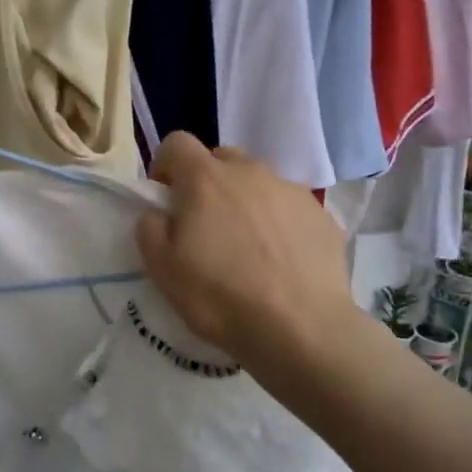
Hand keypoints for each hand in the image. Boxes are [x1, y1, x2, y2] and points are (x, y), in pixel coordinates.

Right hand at [135, 133, 357, 359]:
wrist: (300, 329)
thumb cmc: (220, 297)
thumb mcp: (162, 269)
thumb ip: (150, 229)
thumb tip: (158, 213)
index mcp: (206, 178)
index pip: (177, 143)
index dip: (166, 166)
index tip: (166, 199)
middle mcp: (250, 171)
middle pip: (221, 159)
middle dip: (208, 183)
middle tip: (206, 226)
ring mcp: (291, 190)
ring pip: (259, 183)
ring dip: (246, 202)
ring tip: (249, 248)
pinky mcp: (321, 215)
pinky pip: (289, 208)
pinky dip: (279, 224)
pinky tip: (281, 262)